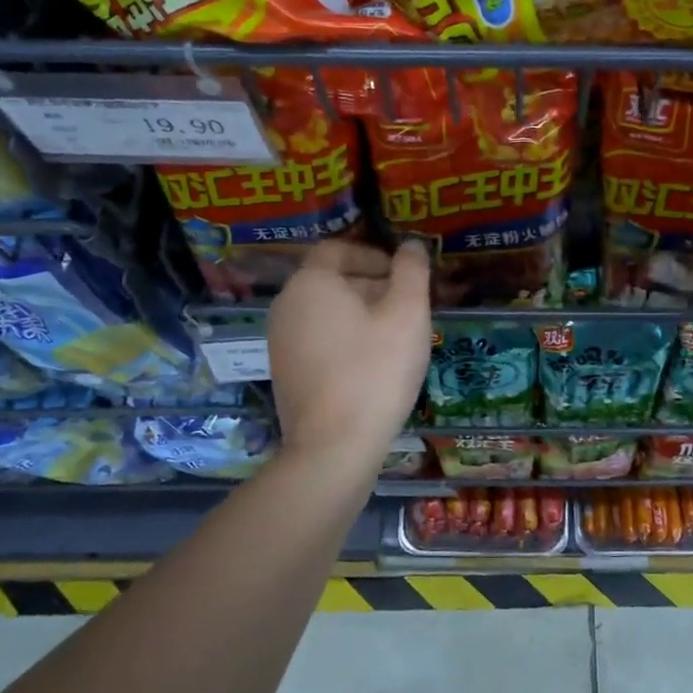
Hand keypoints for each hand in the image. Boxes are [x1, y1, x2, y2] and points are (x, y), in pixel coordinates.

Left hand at [269, 240, 431, 468]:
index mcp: (311, 283)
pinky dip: (345, 339)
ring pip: (326, 312)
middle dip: (372, 285)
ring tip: (396, 336)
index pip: (338, 249)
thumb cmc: (375, 371)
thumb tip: (413, 245)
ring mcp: (280, 341)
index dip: (374, 255)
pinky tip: (373, 364)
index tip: (404, 275)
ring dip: (361, 314)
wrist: (334, 447)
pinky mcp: (285, 372)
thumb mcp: (408, 314)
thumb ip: (412, 271)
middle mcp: (286, 305)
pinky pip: (318, 339)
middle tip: (409, 307)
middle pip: (331, 280)